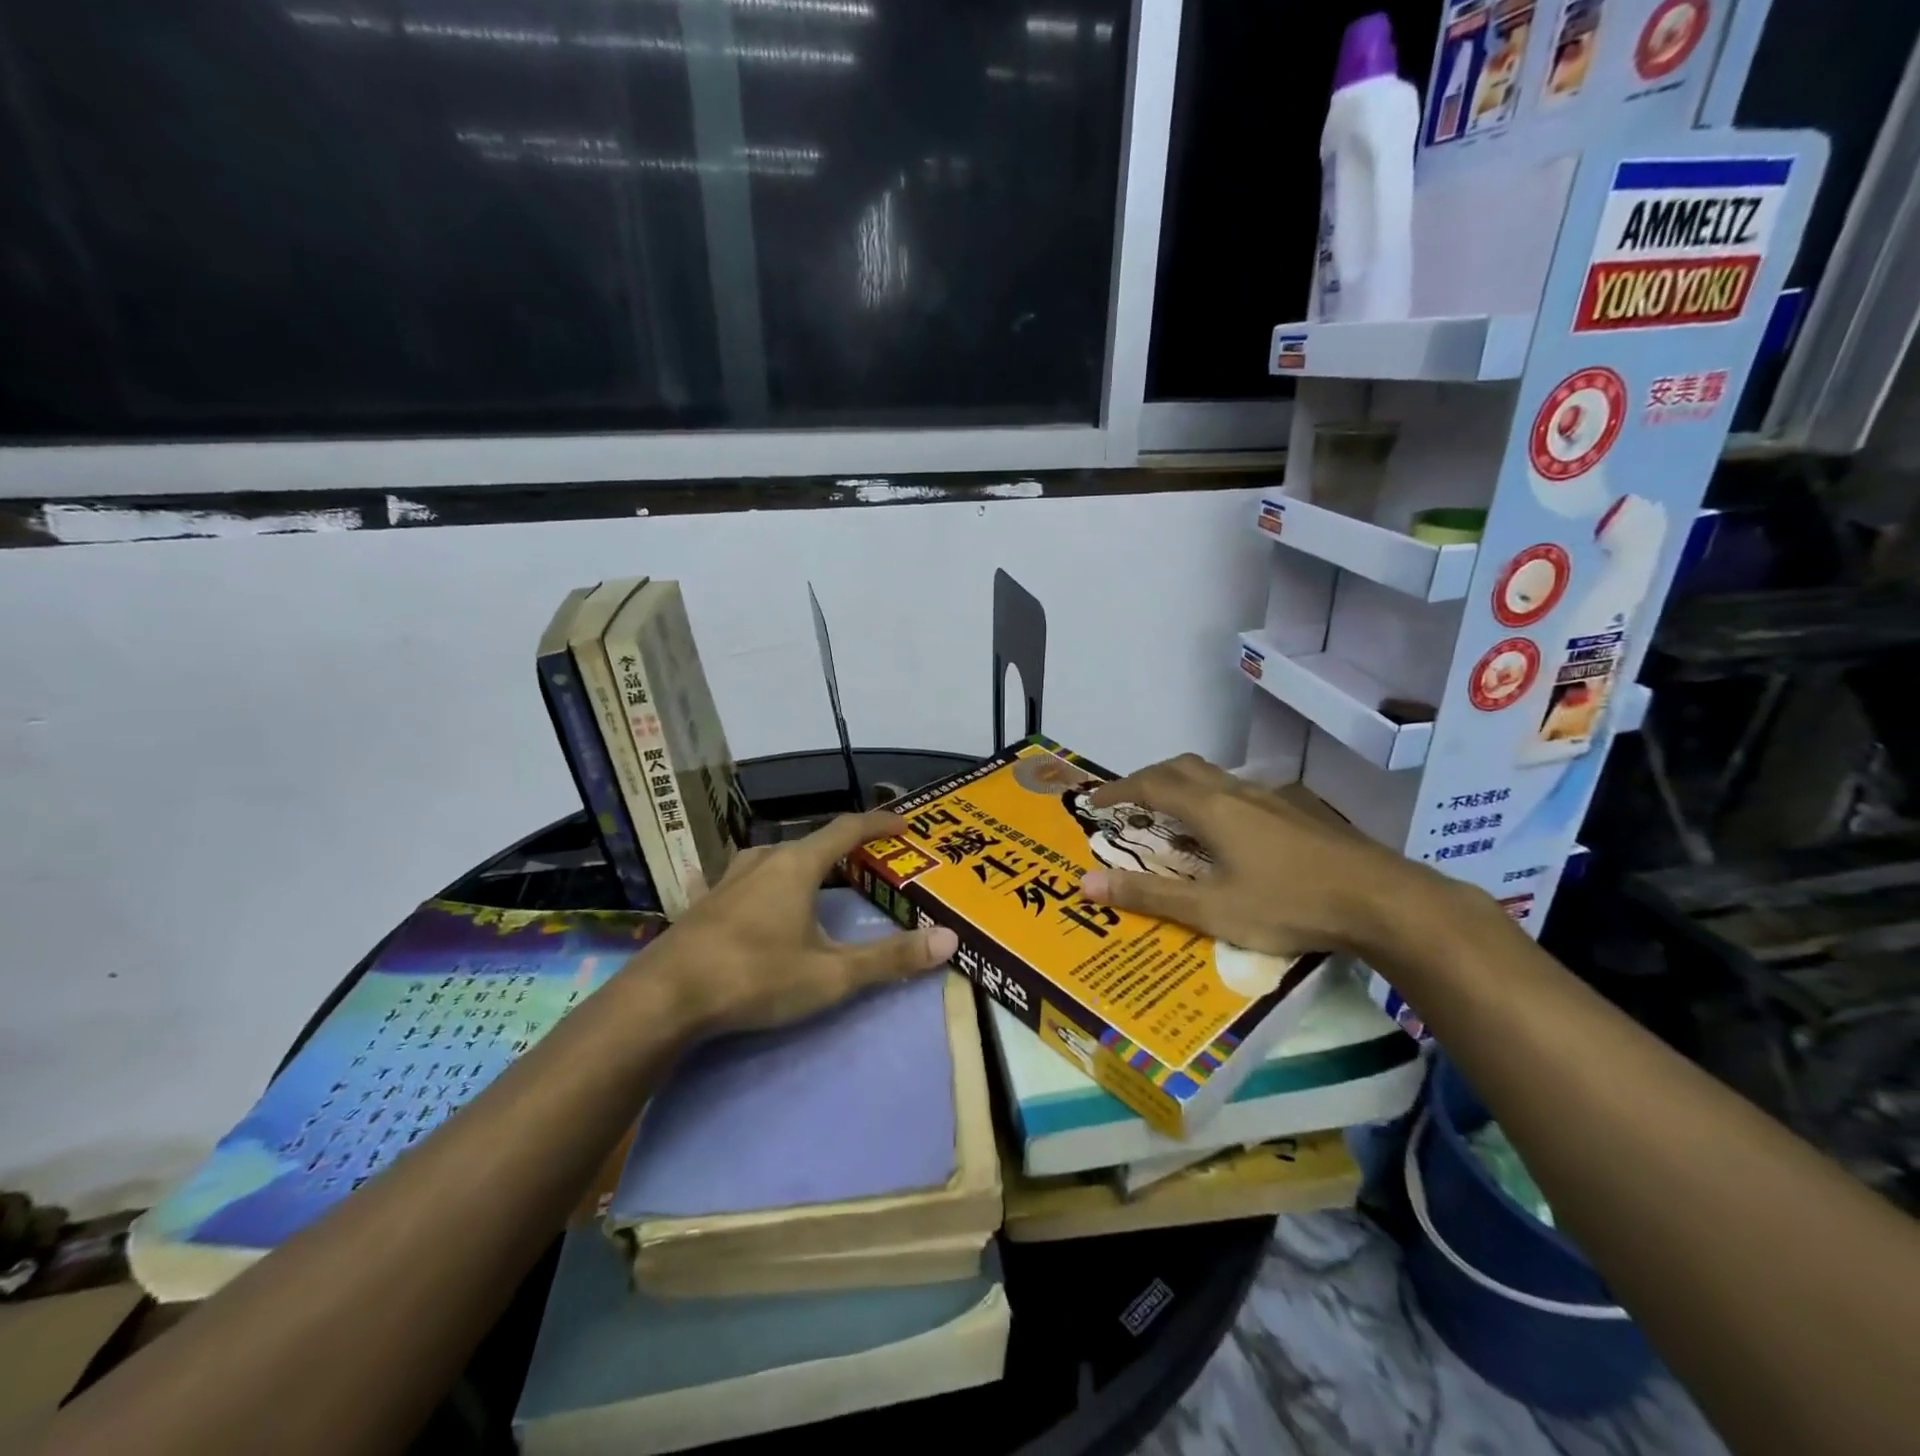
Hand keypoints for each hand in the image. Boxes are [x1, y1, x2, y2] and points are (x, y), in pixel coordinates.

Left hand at [640, 810, 958, 1035]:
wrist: (664, 999)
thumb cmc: (755, 977)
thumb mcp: (832, 974)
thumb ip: (890, 958)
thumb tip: (949, 940)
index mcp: (797, 865)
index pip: (847, 829)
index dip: (879, 823)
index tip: (906, 823)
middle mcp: (763, 860)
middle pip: (812, 842)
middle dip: (844, 849)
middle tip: (870, 864)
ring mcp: (728, 879)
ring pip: (776, 858)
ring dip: (804, 863)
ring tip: (821, 881)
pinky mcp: (705, 902)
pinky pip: (745, 879)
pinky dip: (767, 882)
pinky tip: (755, 899)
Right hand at [1079, 755, 1470, 959]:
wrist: (1383, 900)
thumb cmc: (1289, 904)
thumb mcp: (1212, 909)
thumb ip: (1149, 896)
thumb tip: (1085, 884)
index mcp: (1211, 808)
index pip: (1150, 784)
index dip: (1117, 789)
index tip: (1092, 801)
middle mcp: (1238, 791)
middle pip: (1182, 767)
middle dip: (1148, 778)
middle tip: (1129, 801)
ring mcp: (1274, 798)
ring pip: (1215, 776)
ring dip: (1183, 785)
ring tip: (1173, 815)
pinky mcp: (1300, 811)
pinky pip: (1242, 791)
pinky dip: (1214, 798)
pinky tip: (1231, 832)